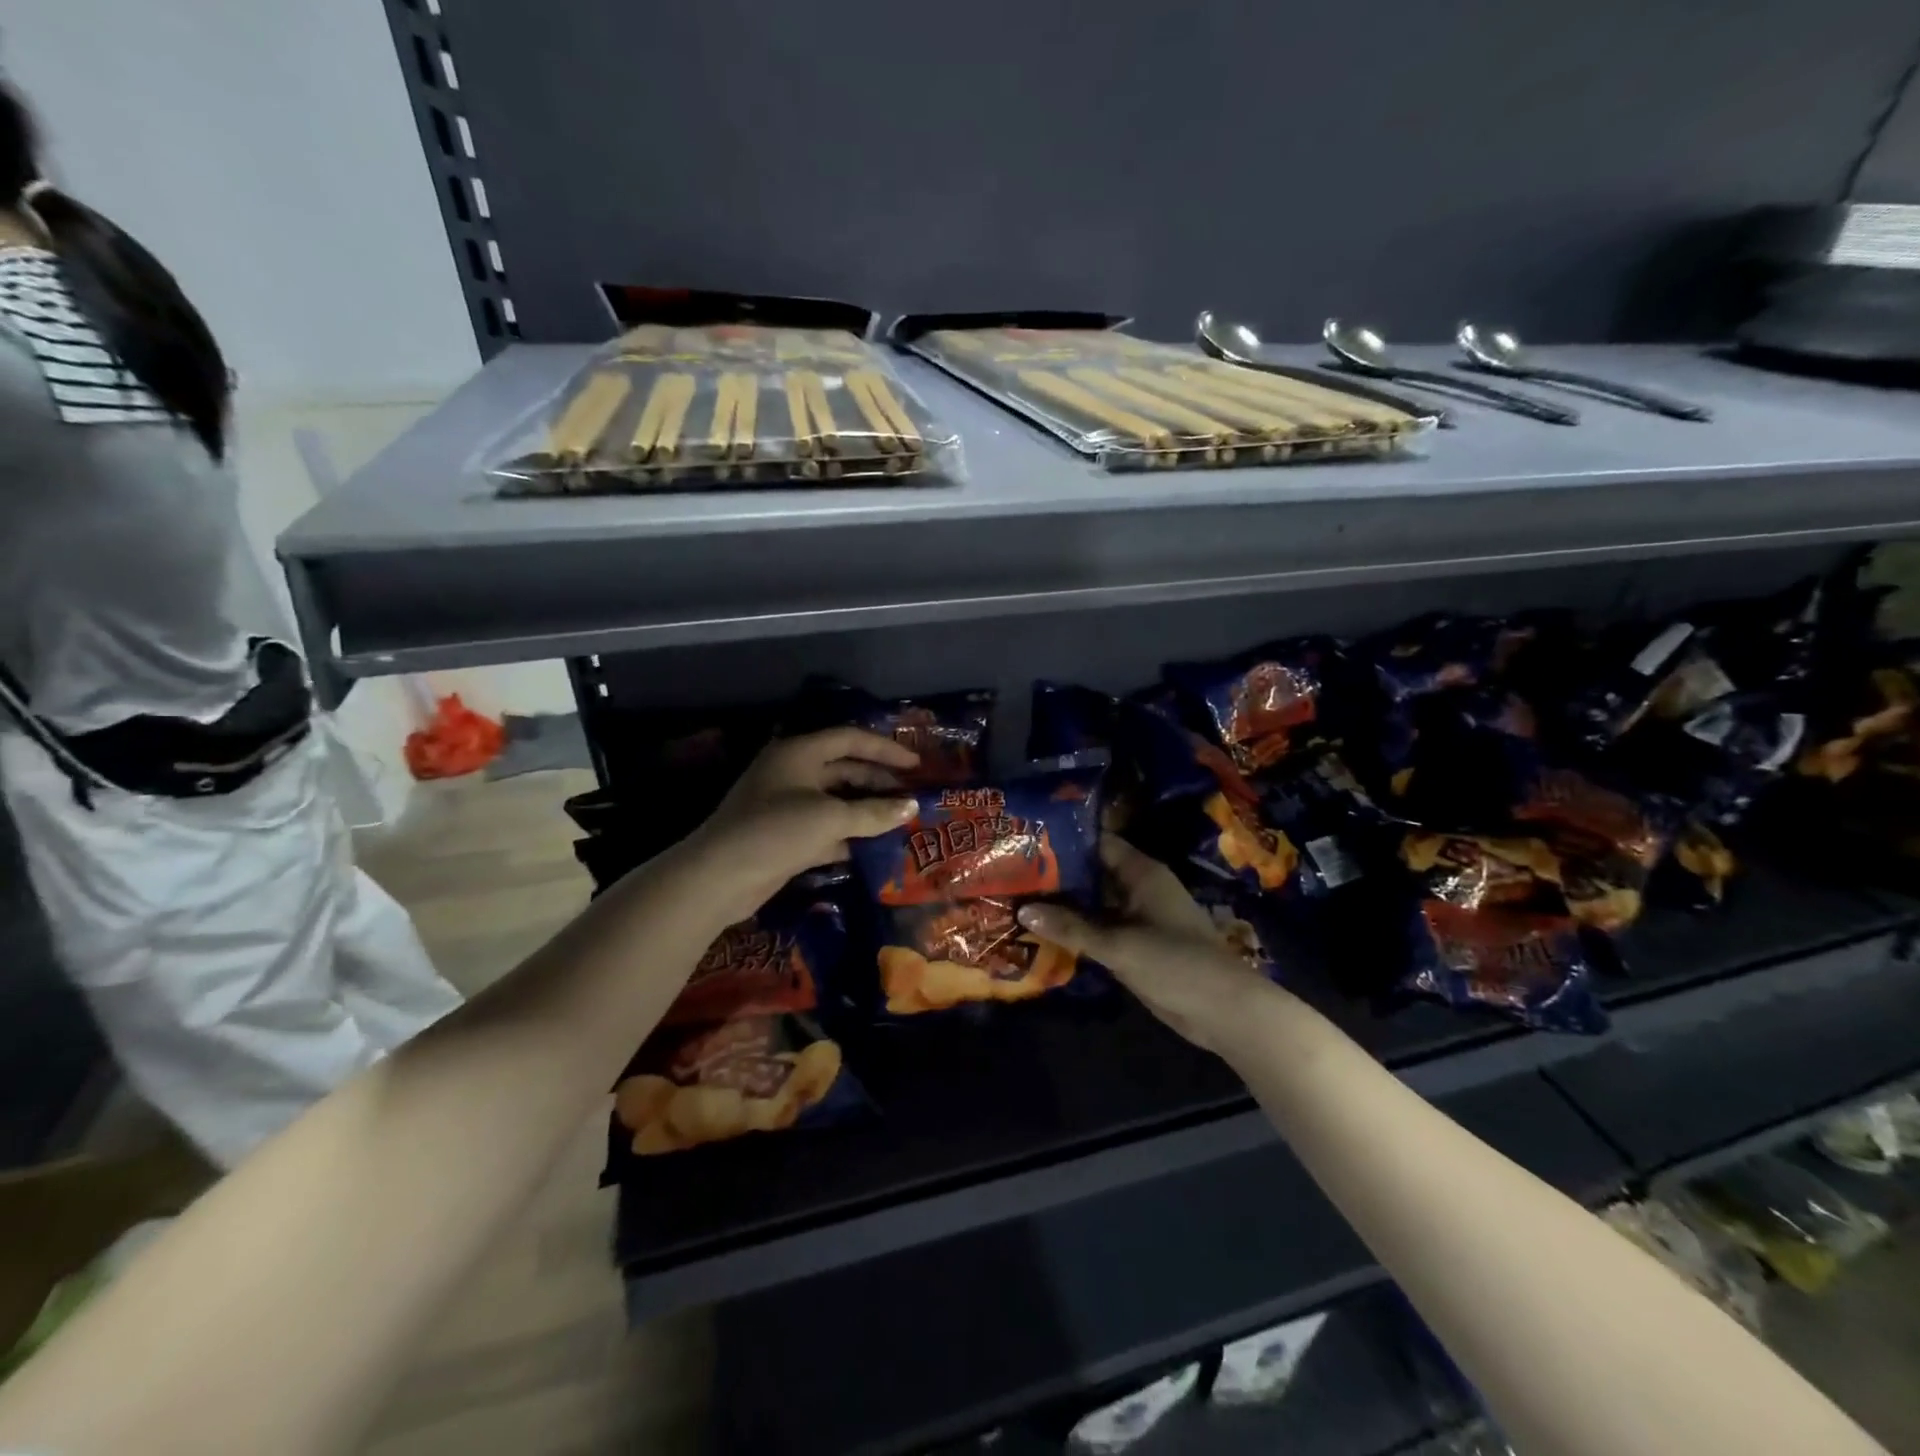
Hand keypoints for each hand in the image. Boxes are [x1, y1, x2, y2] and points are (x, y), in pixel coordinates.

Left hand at [681, 728, 918, 924]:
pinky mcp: (786, 836)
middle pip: (844, 769)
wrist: (719, 877)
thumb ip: (874, 812)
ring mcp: (787, 806)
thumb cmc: (776, 831)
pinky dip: (849, 835)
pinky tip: (876, 847)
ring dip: (866, 810)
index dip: (885, 750)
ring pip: (836, 801)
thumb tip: (912, 807)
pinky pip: (826, 829)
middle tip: (911, 796)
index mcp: (799, 753)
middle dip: (878, 782)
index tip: (915, 764)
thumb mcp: (830, 818)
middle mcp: (793, 773)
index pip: (850, 739)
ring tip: (900, 821)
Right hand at [1018, 836, 1282, 1052]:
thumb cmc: (1176, 964)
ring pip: (1091, 903)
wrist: (1223, 1012)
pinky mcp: (1133, 945)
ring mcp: (1135, 918)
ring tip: (1015, 899)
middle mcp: (1137, 889)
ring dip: (1061, 905)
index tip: (1025, 840)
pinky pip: (1097, 930)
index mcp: (1141, 873)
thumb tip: (1023, 910)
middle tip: (1010, 872)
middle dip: (1054, 874)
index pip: (1097, 843)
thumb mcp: (1119, 945)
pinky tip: (1039, 932)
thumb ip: (1071, 927)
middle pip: (1090, 873)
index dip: (1063, 840)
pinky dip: (1073, 930)